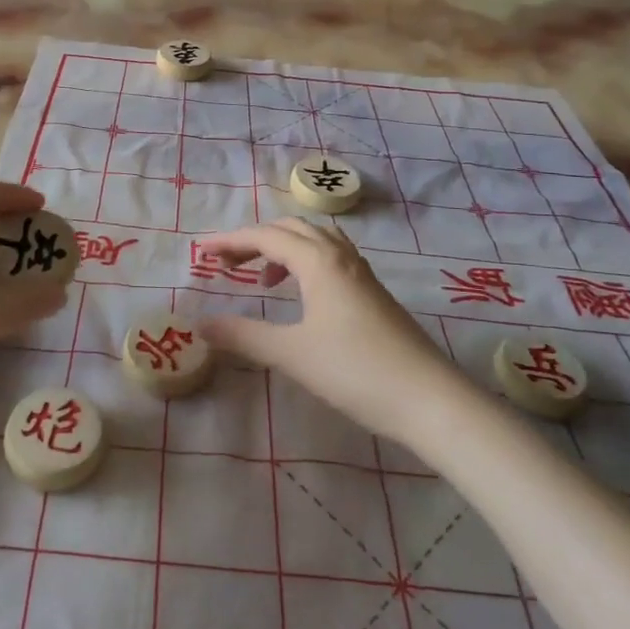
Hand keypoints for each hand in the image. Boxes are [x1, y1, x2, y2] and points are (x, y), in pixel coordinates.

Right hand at [195, 219, 467, 447]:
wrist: (429, 399)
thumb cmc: (355, 371)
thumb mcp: (292, 354)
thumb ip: (244, 336)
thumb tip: (201, 325)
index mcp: (319, 261)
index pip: (266, 236)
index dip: (230, 241)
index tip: (200, 252)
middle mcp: (340, 256)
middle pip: (291, 229)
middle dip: (254, 240)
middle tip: (226, 264)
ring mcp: (361, 273)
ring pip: (315, 241)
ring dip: (283, 248)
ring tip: (261, 277)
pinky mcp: (373, 293)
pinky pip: (331, 258)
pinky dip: (305, 262)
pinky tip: (302, 295)